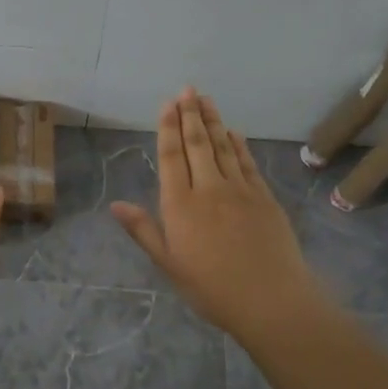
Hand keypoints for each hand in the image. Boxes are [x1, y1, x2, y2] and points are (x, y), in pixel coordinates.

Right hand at [111, 89, 335, 345]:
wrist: (271, 300)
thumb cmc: (212, 288)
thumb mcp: (169, 264)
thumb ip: (144, 230)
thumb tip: (116, 204)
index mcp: (180, 205)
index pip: (171, 156)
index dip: (168, 127)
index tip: (168, 103)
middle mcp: (209, 189)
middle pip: (198, 144)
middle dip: (191, 115)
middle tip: (188, 89)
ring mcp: (240, 191)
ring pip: (224, 148)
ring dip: (214, 122)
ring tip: (207, 100)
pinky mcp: (265, 198)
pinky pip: (248, 163)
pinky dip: (240, 145)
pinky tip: (235, 133)